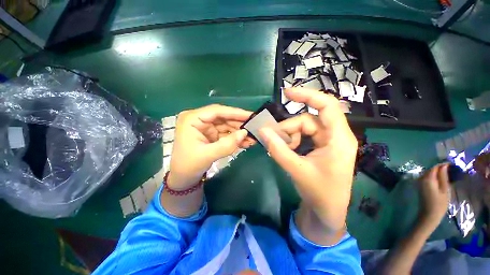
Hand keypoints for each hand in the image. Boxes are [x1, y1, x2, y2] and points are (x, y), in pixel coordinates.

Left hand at [168, 104, 253, 189]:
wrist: (183, 178)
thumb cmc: (188, 165)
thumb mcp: (207, 155)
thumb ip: (227, 144)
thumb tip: (245, 133)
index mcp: (192, 119)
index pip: (216, 111)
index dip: (235, 113)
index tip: (250, 115)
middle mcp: (200, 120)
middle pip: (224, 118)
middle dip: (239, 124)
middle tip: (255, 127)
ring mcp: (207, 127)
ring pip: (227, 126)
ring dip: (240, 132)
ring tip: (253, 138)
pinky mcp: (212, 135)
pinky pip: (227, 134)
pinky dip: (236, 138)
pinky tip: (246, 142)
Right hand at [259, 88, 357, 232]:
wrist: (327, 211)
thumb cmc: (319, 193)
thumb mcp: (296, 169)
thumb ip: (278, 149)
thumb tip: (262, 131)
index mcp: (338, 138)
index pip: (327, 106)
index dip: (307, 95)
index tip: (286, 93)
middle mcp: (334, 135)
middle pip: (307, 120)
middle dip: (289, 129)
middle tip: (273, 140)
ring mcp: (327, 141)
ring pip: (303, 128)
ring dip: (289, 136)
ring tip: (281, 149)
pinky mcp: (320, 146)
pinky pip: (303, 136)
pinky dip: (292, 140)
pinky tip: (286, 149)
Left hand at [418, 163, 450, 229]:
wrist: (429, 214)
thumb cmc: (439, 204)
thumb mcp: (444, 190)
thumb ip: (443, 177)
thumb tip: (444, 166)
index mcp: (428, 179)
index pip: (434, 167)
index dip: (442, 165)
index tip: (450, 164)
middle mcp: (421, 179)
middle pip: (430, 170)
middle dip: (439, 168)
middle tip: (449, 168)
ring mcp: (419, 183)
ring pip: (428, 173)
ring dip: (436, 172)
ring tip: (446, 173)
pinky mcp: (420, 186)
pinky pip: (426, 178)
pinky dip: (433, 176)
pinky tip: (439, 179)